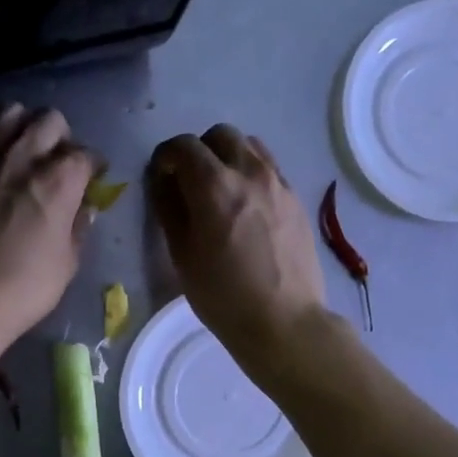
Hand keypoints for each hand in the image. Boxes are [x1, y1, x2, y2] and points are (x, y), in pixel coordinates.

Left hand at [0, 104, 95, 352]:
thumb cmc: (23, 288)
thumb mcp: (67, 263)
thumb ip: (78, 227)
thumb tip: (83, 207)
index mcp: (58, 180)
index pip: (86, 154)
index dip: (93, 165)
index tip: (93, 177)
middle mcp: (22, 158)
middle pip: (49, 120)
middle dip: (60, 137)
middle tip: (57, 161)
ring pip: (8, 114)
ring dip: (21, 127)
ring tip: (21, 151)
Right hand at [148, 125, 330, 374]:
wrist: (284, 321)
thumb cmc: (223, 295)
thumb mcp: (182, 255)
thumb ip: (169, 208)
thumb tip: (164, 181)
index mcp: (215, 186)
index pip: (183, 145)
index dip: (165, 156)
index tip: (161, 176)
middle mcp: (250, 172)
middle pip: (220, 135)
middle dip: (199, 150)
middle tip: (190, 181)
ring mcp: (278, 183)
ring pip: (249, 145)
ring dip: (227, 157)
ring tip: (220, 189)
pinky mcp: (296, 199)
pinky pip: (269, 167)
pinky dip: (251, 173)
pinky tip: (246, 206)